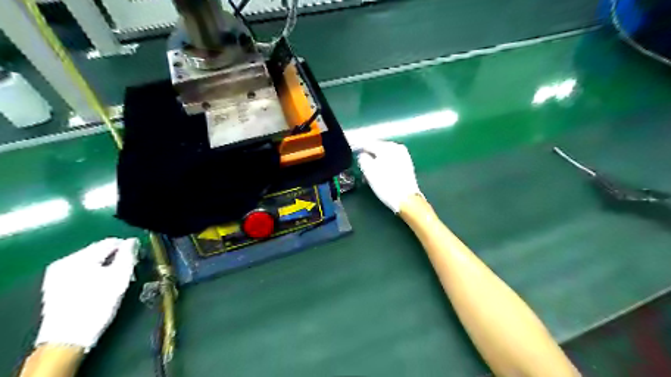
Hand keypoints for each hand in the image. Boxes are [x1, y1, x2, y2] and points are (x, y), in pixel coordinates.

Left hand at [35, 238, 139, 349]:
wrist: (67, 339)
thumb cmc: (97, 305)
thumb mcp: (120, 278)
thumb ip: (128, 255)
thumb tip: (133, 241)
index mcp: (79, 257)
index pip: (111, 242)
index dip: (129, 249)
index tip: (139, 260)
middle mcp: (64, 261)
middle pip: (100, 251)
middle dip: (117, 258)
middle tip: (129, 272)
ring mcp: (56, 274)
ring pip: (91, 262)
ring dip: (106, 267)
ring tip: (116, 281)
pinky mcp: (54, 286)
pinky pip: (81, 272)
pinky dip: (94, 275)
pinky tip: (100, 287)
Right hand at [353, 140, 420, 212]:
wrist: (406, 199)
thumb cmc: (385, 184)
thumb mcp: (368, 170)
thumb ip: (362, 158)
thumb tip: (362, 155)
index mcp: (388, 146)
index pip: (368, 143)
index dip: (357, 147)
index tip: (351, 152)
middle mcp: (397, 147)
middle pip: (376, 148)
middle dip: (367, 156)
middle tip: (360, 166)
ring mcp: (403, 156)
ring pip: (383, 156)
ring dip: (374, 162)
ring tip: (368, 174)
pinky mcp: (406, 165)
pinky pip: (390, 161)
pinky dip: (382, 166)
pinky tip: (379, 175)